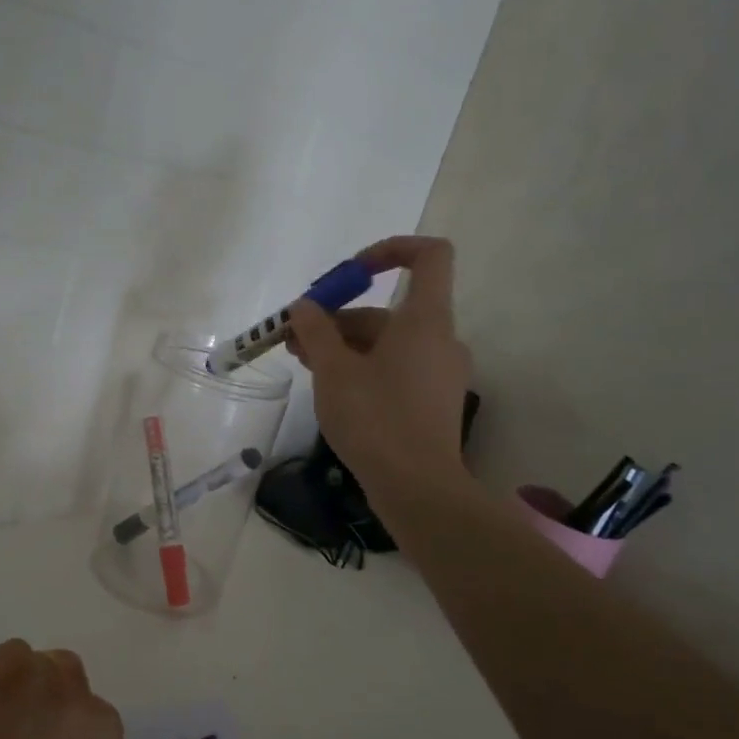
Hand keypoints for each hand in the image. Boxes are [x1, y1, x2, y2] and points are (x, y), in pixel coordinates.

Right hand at [287, 235, 475, 501]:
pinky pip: (396, 368)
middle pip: (391, 310)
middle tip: (297, 337)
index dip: (390, 250)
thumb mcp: (333, 370)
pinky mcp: (432, 402)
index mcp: (426, 320)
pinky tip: (331, 388)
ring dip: (345, 345)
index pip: (429, 256)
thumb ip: (316, 331)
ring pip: (388, 343)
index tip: (350, 273)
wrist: (417, 488)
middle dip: (340, 317)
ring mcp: (439, 373)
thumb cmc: (375, 418)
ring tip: (303, 363)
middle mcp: (441, 340)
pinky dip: (364, 368)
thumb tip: (304, 307)